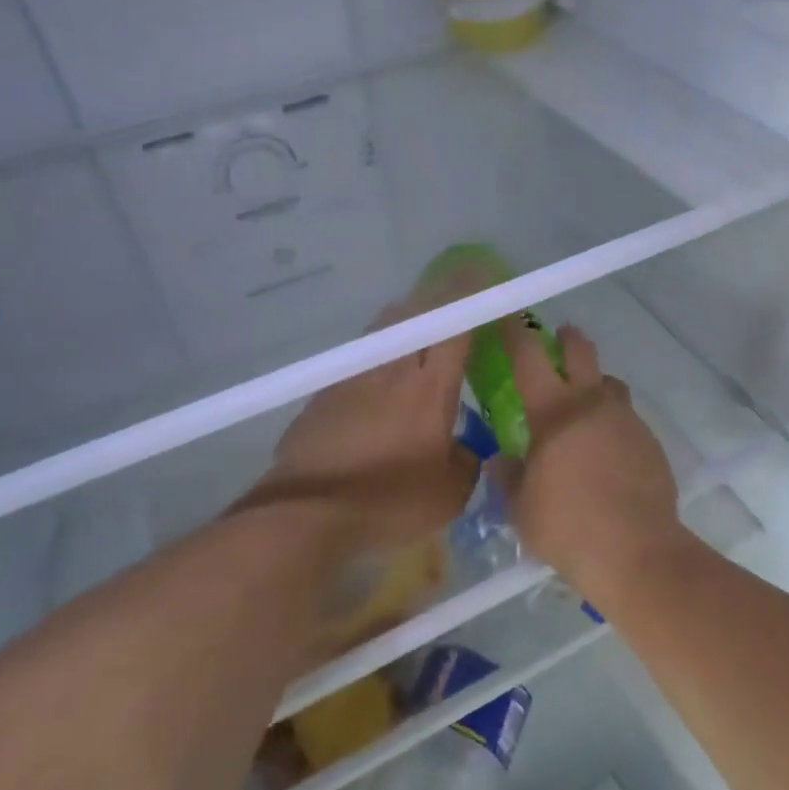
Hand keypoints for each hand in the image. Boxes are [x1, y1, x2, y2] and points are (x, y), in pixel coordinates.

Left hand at [259, 296, 476, 554]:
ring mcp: (354, 376)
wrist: (307, 512)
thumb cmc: (388, 501)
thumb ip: (466, 461)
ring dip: (405, 318)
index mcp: (430, 388)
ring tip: (417, 327)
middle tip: (452, 298)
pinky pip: (361, 354)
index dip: (470, 297)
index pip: (454, 326)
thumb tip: (465, 448)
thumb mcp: (448, 494)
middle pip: (415, 313)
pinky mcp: (325, 391)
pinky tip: (380, 372)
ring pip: (384, 329)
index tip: (481, 276)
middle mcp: (392, 369)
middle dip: (437, 296)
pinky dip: (379, 350)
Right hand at [499, 318, 680, 592]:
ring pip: (610, 386)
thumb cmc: (567, 527)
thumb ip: (510, 478)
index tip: (510, 320)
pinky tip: (607, 454)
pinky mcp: (651, 443)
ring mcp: (627, 422)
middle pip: (582, 353)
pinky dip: (613, 424)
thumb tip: (502, 461)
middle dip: (568, 339)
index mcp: (554, 413)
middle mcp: (593, 405)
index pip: (530, 358)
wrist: (637, 552)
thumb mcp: (522, 508)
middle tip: (560, 336)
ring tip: (585, 407)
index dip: (517, 334)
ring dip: (595, 385)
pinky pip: (627, 421)